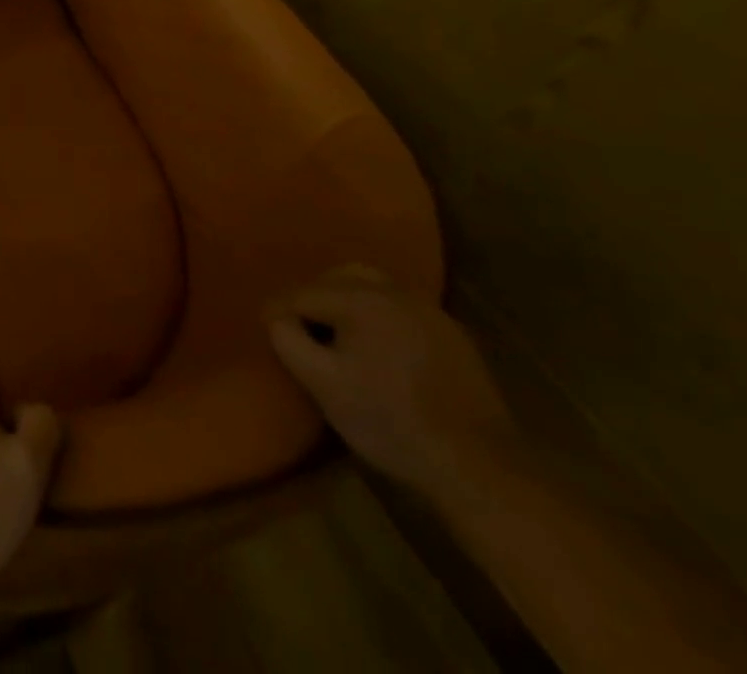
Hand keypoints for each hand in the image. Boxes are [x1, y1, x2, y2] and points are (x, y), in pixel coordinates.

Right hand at [268, 266, 516, 497]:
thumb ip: (287, 340)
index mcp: (360, 298)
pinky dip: (379, 318)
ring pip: (372, 288)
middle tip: (301, 329)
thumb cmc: (391, 422)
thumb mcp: (323, 385)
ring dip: (347, 303)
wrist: (480, 468)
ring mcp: (429, 311)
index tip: (266, 331)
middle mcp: (395, 291)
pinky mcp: (453, 336)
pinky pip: (401, 309)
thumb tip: (276, 317)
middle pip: (337, 278)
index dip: (278, 312)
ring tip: (338, 336)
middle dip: (313, 298)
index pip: (302, 293)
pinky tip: (380, 349)